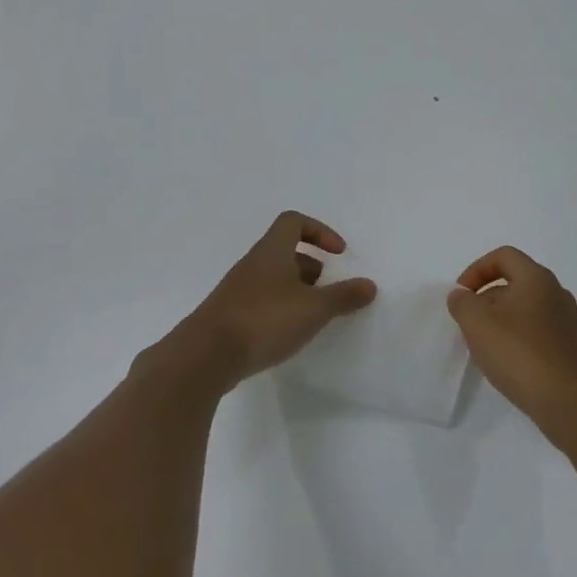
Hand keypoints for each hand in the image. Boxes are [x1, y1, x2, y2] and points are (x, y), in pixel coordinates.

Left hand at [181, 212, 376, 385]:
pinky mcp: (229, 315)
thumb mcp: (313, 309)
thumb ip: (343, 296)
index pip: (293, 222)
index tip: (338, 253)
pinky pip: (260, 300)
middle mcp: (253, 264)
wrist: (206, 355)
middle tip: (327, 287)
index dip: (319, 231)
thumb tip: (369, 285)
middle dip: (310, 264)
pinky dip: (279, 308)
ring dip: (295, 288)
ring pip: (272, 277)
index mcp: (272, 251)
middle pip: (284, 250)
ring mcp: (237, 289)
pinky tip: (287, 333)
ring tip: (312, 314)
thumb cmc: (264, 320)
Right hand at [447, 247, 576, 443]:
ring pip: (526, 309)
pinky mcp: (571, 349)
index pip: (503, 256)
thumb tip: (462, 295)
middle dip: (487, 298)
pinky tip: (508, 364)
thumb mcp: (477, 323)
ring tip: (485, 346)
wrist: (571, 403)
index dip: (477, 269)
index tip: (462, 294)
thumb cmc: (520, 354)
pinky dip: (518, 339)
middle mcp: (556, 293)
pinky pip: (538, 332)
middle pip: (515, 282)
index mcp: (537, 278)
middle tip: (469, 323)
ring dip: (501, 321)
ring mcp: (568, 322)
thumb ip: (462, 303)